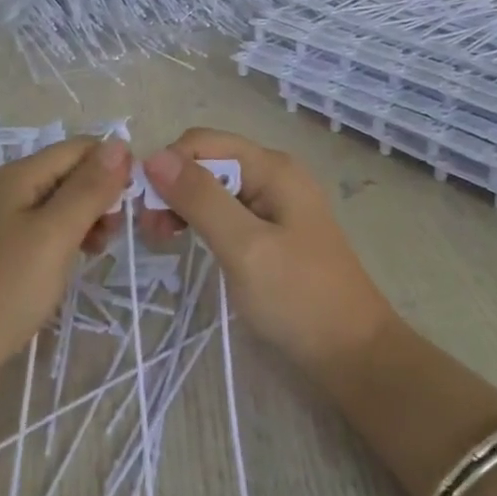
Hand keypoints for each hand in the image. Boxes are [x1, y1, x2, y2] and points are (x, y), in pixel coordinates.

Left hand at [0, 137, 131, 379]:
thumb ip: (89, 188)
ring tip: (99, 252)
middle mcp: (5, 192)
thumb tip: (120, 142)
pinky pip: (41, 235)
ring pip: (56, 207)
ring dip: (85, 221)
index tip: (135, 203)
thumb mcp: (55, 234)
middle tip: (116, 234)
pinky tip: (72, 265)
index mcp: (17, 176)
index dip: (112, 166)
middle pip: (66, 175)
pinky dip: (64, 243)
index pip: (78, 148)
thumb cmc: (4, 289)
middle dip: (99, 196)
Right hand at [140, 128, 398, 369]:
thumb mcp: (244, 246)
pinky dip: (201, 221)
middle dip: (172, 186)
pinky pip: (226, 211)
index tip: (144, 207)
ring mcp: (273, 203)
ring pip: (213, 187)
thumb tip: (154, 156)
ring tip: (162, 239)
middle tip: (150, 231)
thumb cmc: (298, 299)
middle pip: (207, 161)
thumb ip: (201, 199)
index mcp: (272, 168)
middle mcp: (273, 175)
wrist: (352, 353)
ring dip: (182, 205)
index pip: (202, 142)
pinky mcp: (270, 231)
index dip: (168, 165)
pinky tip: (187, 242)